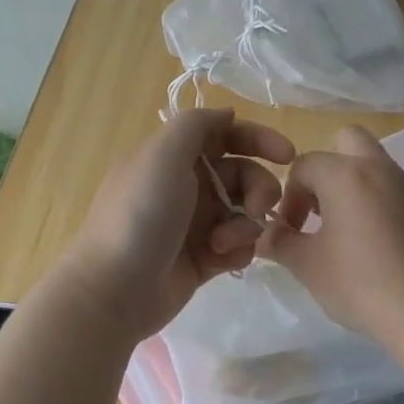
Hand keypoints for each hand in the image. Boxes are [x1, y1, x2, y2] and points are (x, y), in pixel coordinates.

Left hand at [64, 107, 293, 338]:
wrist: (116, 289)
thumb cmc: (141, 215)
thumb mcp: (162, 155)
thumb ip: (197, 125)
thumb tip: (227, 114)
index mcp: (174, 157)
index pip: (225, 135)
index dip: (258, 139)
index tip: (287, 155)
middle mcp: (187, 186)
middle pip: (244, 175)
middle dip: (259, 189)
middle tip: (256, 209)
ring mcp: (196, 225)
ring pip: (246, 213)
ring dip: (246, 225)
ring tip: (224, 243)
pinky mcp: (205, 259)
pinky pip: (240, 246)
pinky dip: (238, 250)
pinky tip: (220, 260)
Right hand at [257, 125, 403, 343]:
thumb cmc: (359, 282)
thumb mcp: (307, 265)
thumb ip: (280, 243)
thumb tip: (265, 234)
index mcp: (345, 174)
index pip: (304, 165)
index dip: (288, 196)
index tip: (289, 231)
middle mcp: (378, 168)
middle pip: (346, 141)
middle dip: (325, 168)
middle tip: (318, 209)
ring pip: (372, 165)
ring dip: (350, 186)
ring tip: (340, 232)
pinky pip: (391, 190)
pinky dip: (374, 202)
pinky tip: (370, 245)